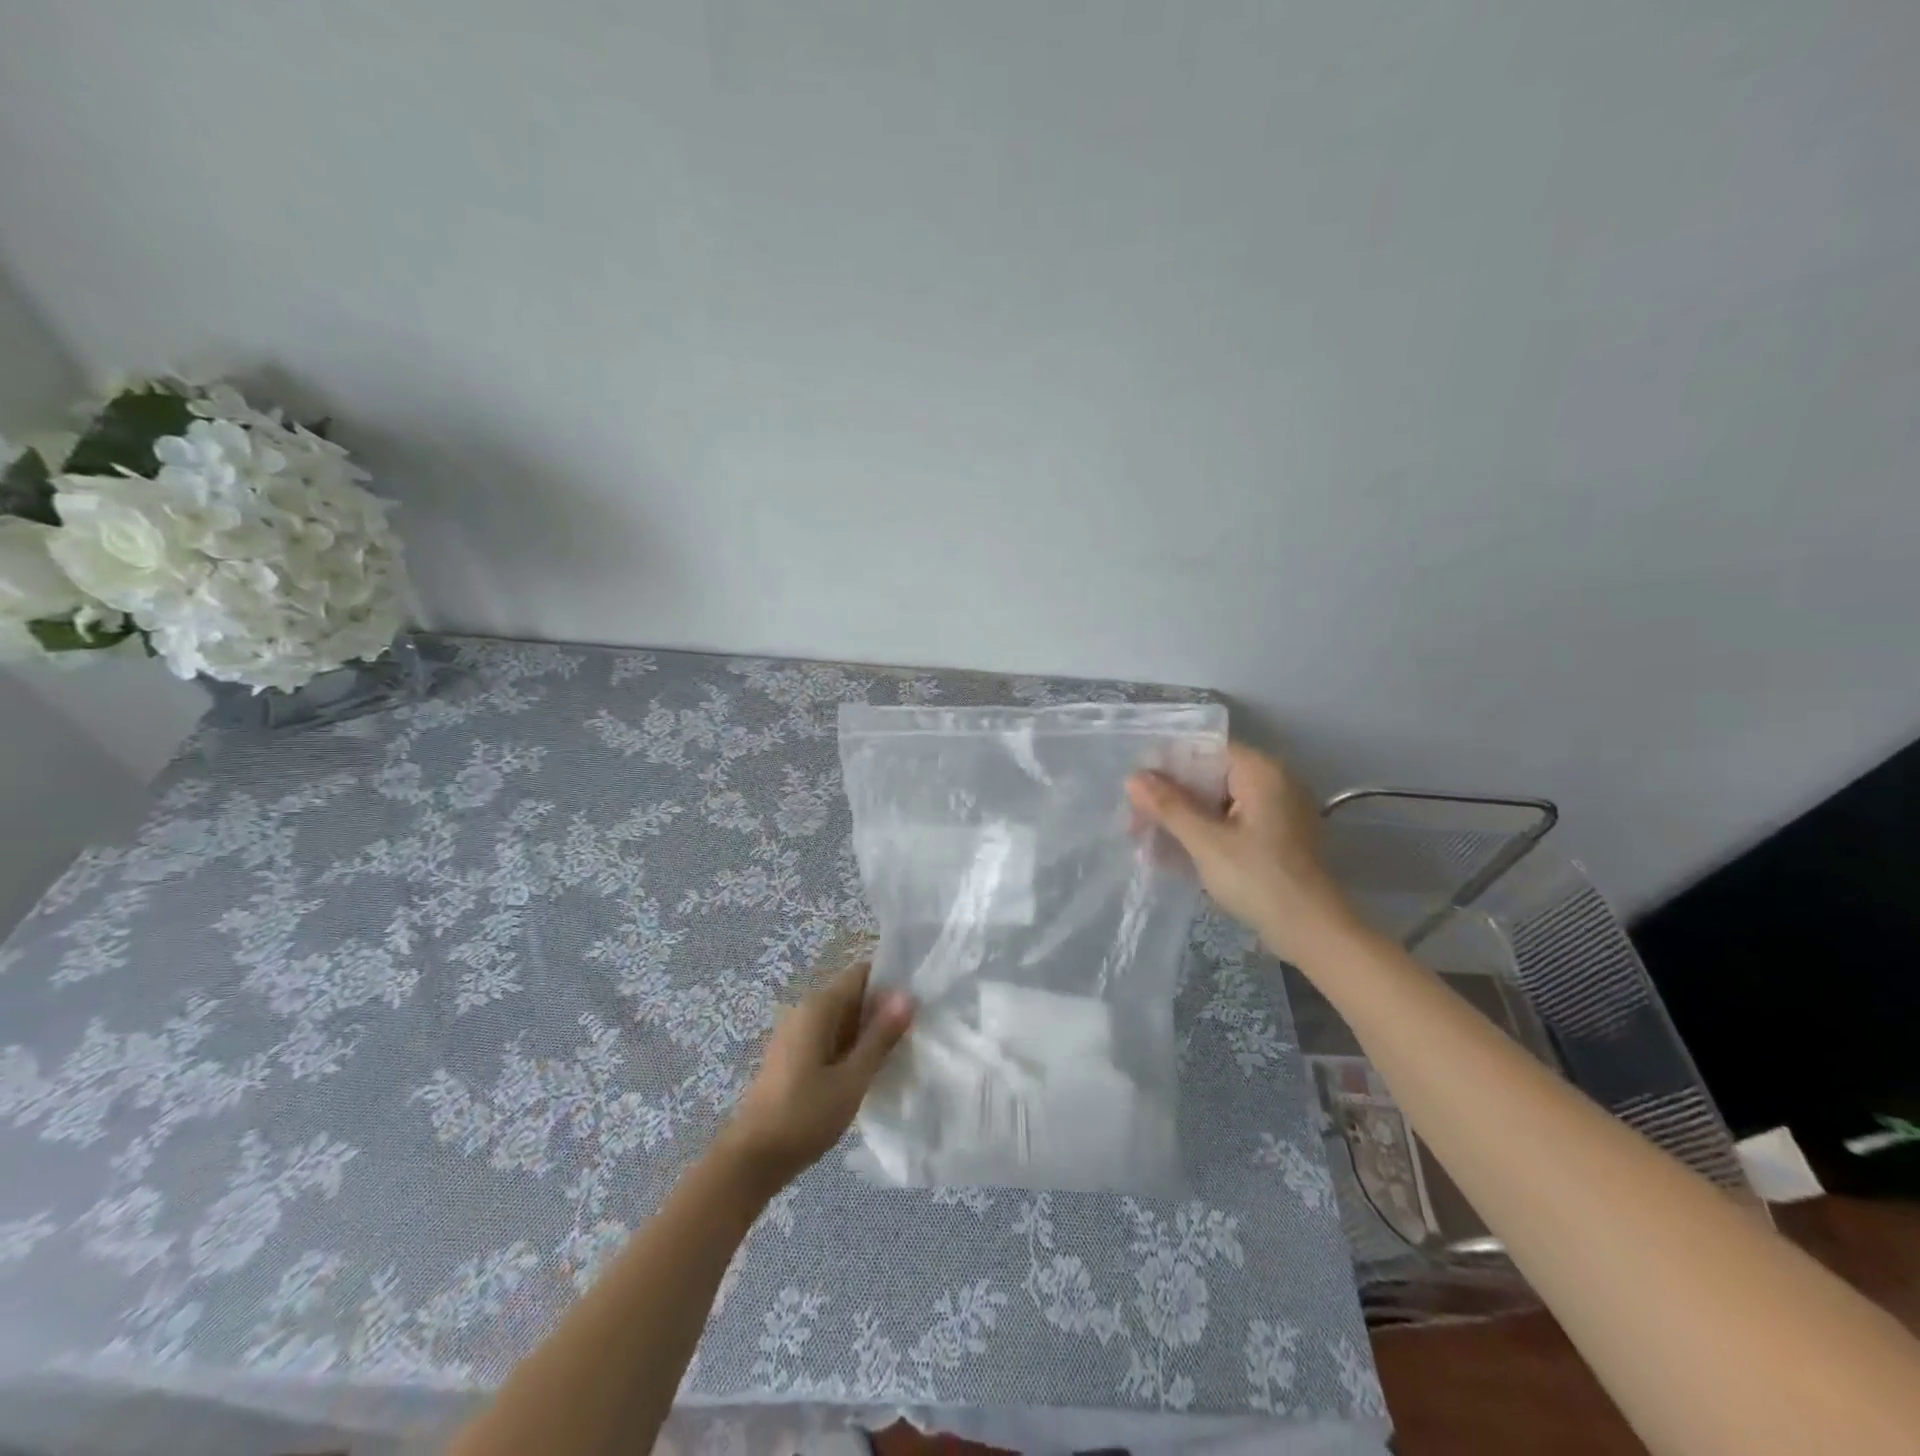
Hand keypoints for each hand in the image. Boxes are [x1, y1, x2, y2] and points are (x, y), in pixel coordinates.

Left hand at [715, 961, 913, 1196]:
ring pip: (842, 1020)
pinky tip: (868, 1072)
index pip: (862, 974)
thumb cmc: (805, 1115)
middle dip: (882, 1011)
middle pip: (852, 996)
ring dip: (867, 1033)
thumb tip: (907, 996)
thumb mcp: (852, 1079)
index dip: (890, 983)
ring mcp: (796, 1034)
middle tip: (915, 1034)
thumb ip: (880, 1037)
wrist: (751, 1160)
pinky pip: (829, 1039)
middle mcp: (805, 1011)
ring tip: (899, 1054)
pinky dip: (850, 1048)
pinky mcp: (792, 1057)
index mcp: (819, 1007)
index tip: (917, 1004)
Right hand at [1127, 742, 1357, 963]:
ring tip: (1147, 840)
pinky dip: (1204, 832)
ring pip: (1218, 802)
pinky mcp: (1275, 837)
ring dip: (1183, 818)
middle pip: (1210, 776)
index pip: (1205, 749)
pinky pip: (1231, 822)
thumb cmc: (1257, 879)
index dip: (1167, 764)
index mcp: (1261, 772)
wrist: (1311, 932)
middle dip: (1170, 797)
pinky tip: (1174, 853)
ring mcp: (1277, 811)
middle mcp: (1274, 782)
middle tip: (1134, 820)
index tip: (1135, 787)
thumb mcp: (1205, 841)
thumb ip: (1168, 806)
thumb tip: (1133, 778)